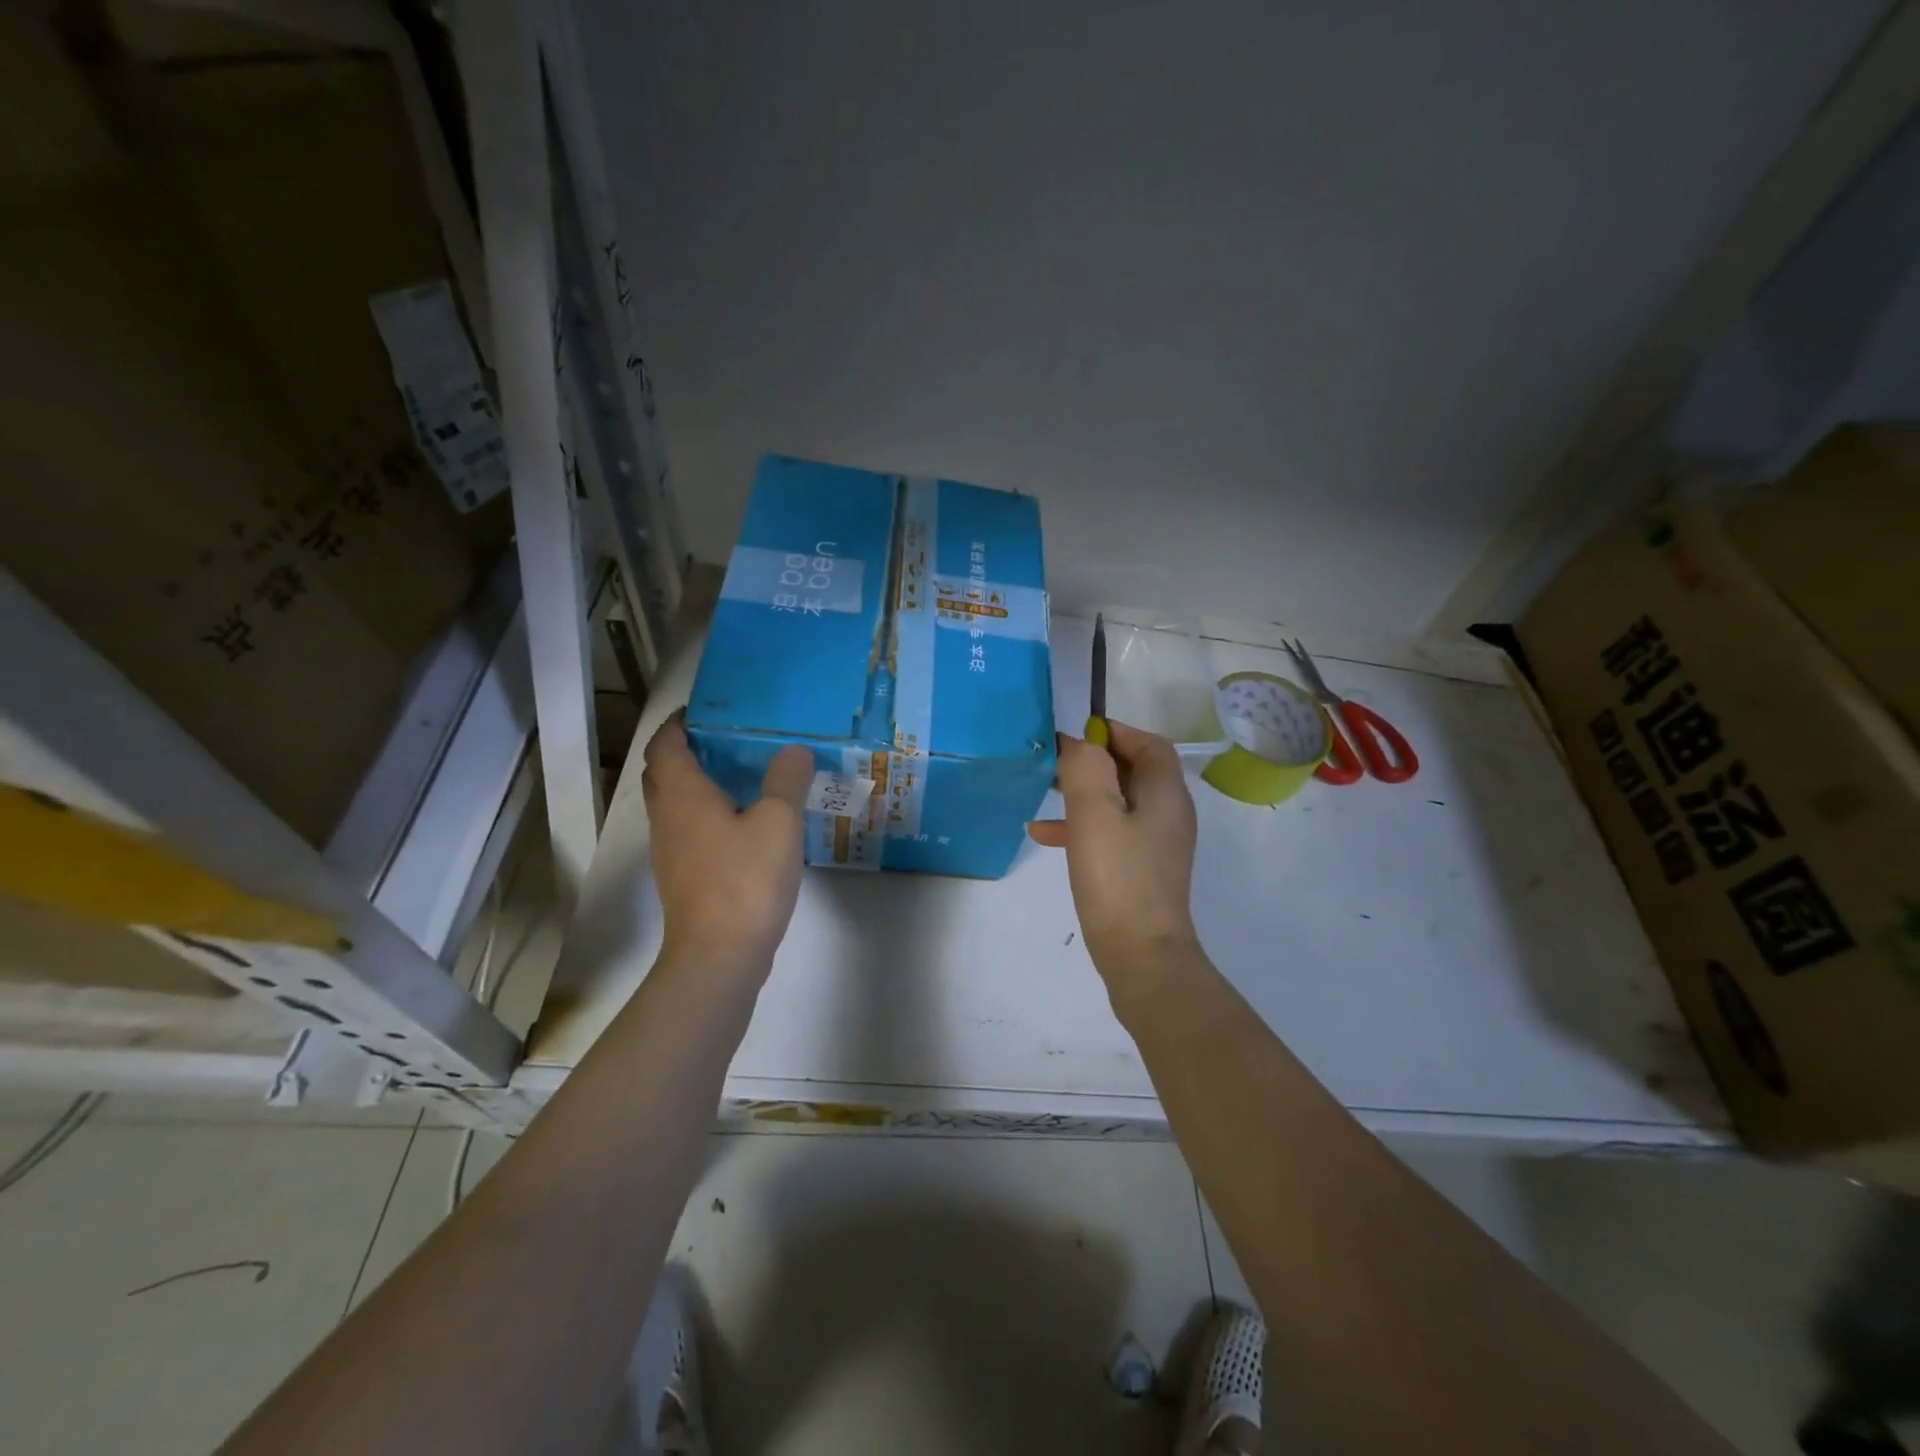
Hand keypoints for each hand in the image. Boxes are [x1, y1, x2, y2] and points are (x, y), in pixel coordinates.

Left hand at [642, 713, 812, 968]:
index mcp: (682, 795)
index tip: (704, 711)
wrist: (719, 955)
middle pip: (663, 773)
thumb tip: (793, 750)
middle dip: (685, 750)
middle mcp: (667, 818)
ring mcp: (670, 851)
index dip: (678, 723)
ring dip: (696, 783)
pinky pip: (688, 830)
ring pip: (674, 804)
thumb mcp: (778, 821)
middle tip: (726, 740)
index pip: (665, 744)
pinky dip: (706, 814)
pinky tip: (742, 823)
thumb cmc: (746, 879)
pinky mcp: (682, 877)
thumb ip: (786, 779)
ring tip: (739, 775)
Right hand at [1027, 720, 1199, 985]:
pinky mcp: (1141, 871)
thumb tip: (1079, 744)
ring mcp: (1156, 846)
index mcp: (1165, 794)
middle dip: (1093, 762)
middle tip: (1054, 762)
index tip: (1077, 734)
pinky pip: (1111, 834)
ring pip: (1118, 803)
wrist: (1140, 956)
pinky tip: (1043, 836)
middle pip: (1134, 771)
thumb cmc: (1118, 877)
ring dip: (1082, 794)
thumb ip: (1085, 769)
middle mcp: (1168, 814)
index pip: (1149, 744)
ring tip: (1042, 794)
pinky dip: (1082, 828)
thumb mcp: (1094, 814)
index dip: (1115, 732)